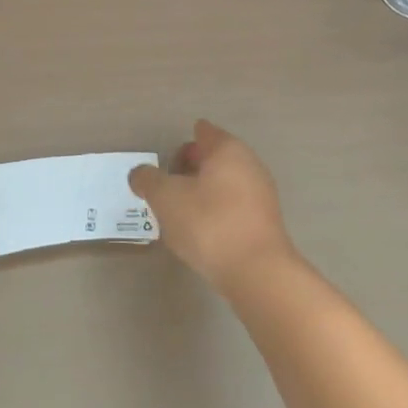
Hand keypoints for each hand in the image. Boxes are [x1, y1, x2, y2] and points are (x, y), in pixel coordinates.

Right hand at [130, 120, 295, 293]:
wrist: (258, 274)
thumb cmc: (209, 224)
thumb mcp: (166, 198)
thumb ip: (148, 180)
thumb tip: (140, 174)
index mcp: (227, 149)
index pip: (202, 132)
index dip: (181, 147)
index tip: (165, 169)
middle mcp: (249, 164)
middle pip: (213, 158)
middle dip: (189, 171)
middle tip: (167, 193)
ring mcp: (262, 194)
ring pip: (224, 184)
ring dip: (202, 195)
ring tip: (181, 217)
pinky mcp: (266, 223)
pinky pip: (234, 208)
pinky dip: (217, 214)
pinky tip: (203, 235)